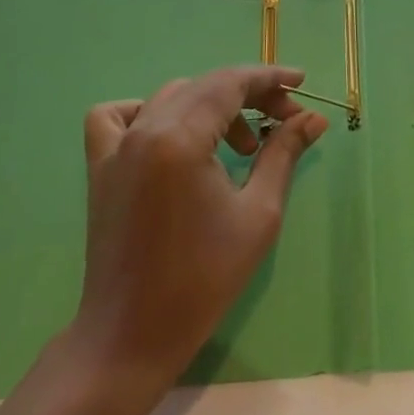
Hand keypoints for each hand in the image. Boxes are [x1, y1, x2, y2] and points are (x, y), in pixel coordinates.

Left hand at [71, 66, 327, 387]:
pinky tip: (173, 136)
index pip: (229, 84)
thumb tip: (313, 118)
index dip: (269, 78)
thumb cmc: (204, 278)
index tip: (301, 82)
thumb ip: (283, 153)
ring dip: (212, 106)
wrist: (132, 336)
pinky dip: (149, 111)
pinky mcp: (100, 168)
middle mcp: (143, 131)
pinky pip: (118, 116)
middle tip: (285, 121)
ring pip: (170, 97)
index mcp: (179, 139)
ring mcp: (115, 148)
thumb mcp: (258, 212)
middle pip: (204, 87)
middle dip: (250, 95)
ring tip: (241, 144)